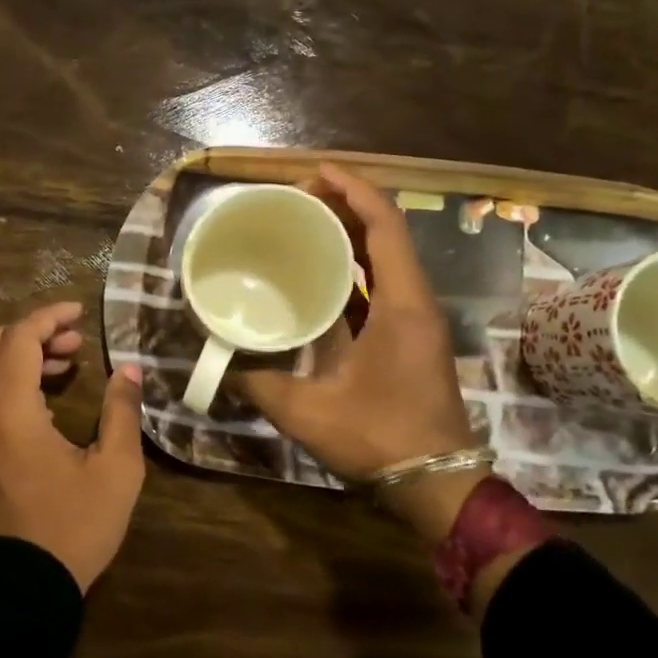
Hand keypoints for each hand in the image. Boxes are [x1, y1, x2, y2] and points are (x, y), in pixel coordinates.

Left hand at [0, 300, 146, 592]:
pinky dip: (10, 379)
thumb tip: (129, 370)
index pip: (19, 339)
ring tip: (67, 364)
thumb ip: (121, 412)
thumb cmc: (74, 527)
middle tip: (74, 342)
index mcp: (10, 413)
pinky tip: (47, 395)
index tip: (80, 313)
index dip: (49, 317)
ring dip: (21, 354)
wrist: (24, 588)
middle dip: (32, 331)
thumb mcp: (116, 470)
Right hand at [238, 164, 485, 544]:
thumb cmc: (380, 440)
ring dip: (351, 235)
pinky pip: (383, 286)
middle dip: (347, 206)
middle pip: (386, 233)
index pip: (384, 226)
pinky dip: (354, 269)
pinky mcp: (410, 337)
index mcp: (400, 305)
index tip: (315, 173)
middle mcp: (415, 302)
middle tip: (297, 198)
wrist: (437, 484)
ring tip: (304, 225)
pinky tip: (319, 275)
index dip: (354, 189)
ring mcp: (416, 320)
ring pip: (386, 259)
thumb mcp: (308, 412)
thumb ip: (258, 384)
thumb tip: (220, 363)